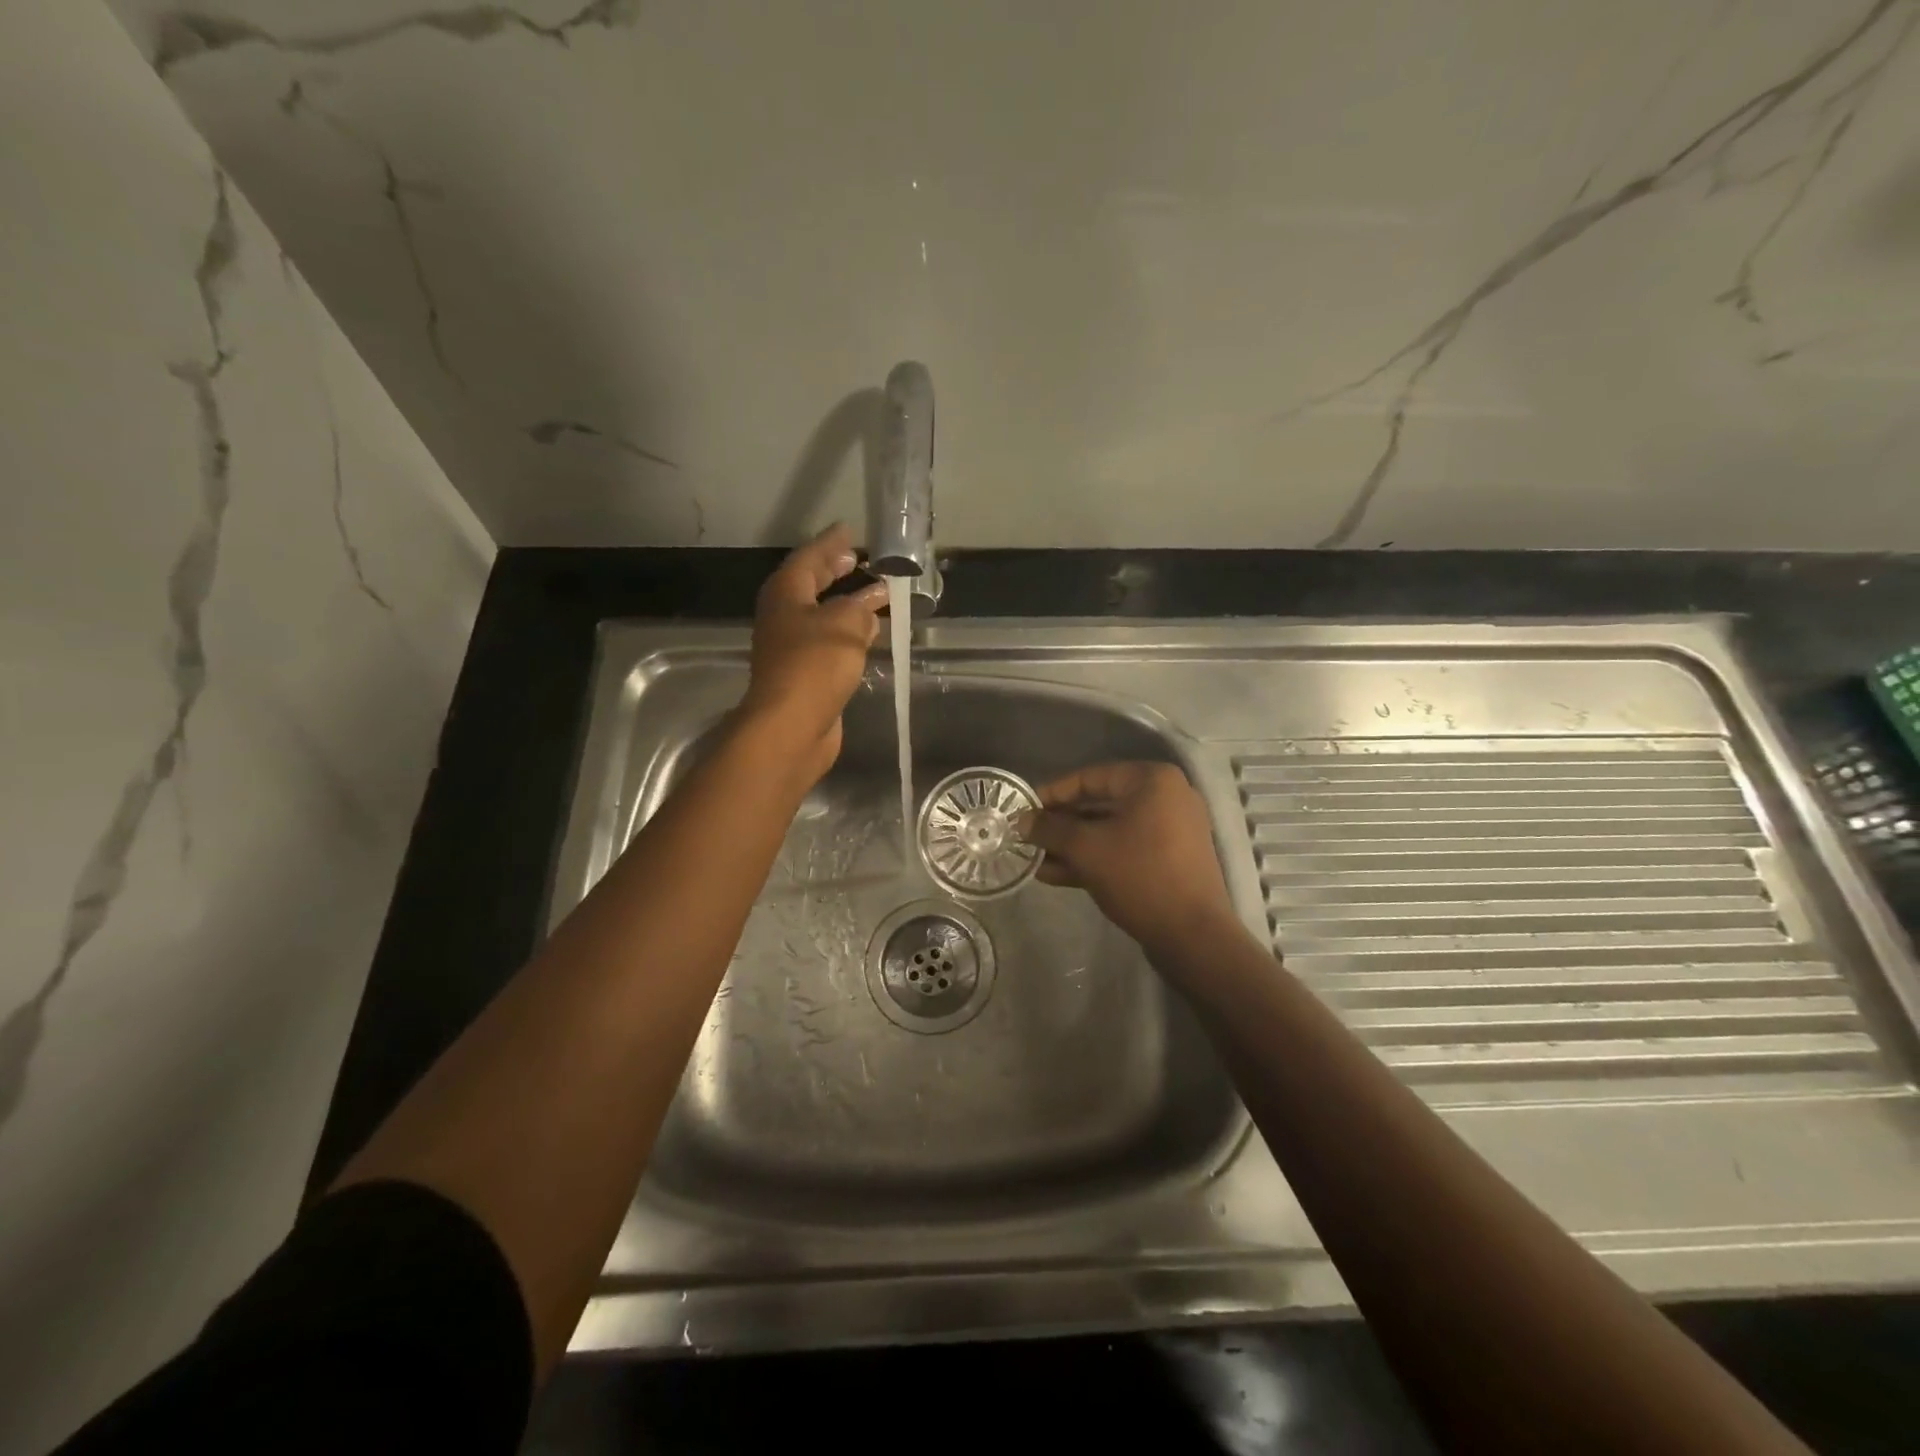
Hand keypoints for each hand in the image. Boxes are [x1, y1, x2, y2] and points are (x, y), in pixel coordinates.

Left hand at [737, 524, 887, 786]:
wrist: (792, 727)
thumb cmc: (814, 665)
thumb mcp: (844, 625)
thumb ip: (859, 609)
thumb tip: (868, 606)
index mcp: (786, 594)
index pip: (809, 558)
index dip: (830, 544)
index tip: (850, 530)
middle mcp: (784, 617)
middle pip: (810, 586)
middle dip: (835, 571)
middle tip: (859, 559)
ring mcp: (791, 648)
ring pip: (822, 616)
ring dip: (846, 604)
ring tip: (874, 595)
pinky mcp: (804, 675)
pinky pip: (829, 643)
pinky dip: (848, 634)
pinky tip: (868, 636)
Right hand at [1023, 761, 1236, 953]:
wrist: (1193, 936)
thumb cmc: (1140, 876)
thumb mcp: (1087, 849)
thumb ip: (1050, 829)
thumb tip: (1021, 821)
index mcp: (1152, 781)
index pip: (1090, 777)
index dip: (1053, 793)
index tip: (1024, 809)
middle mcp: (1166, 797)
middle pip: (1100, 803)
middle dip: (1061, 824)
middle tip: (1027, 836)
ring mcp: (1171, 830)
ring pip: (1110, 830)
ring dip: (1072, 844)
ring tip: (1035, 859)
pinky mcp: (1169, 860)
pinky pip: (1124, 849)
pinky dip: (1094, 858)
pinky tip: (1056, 874)